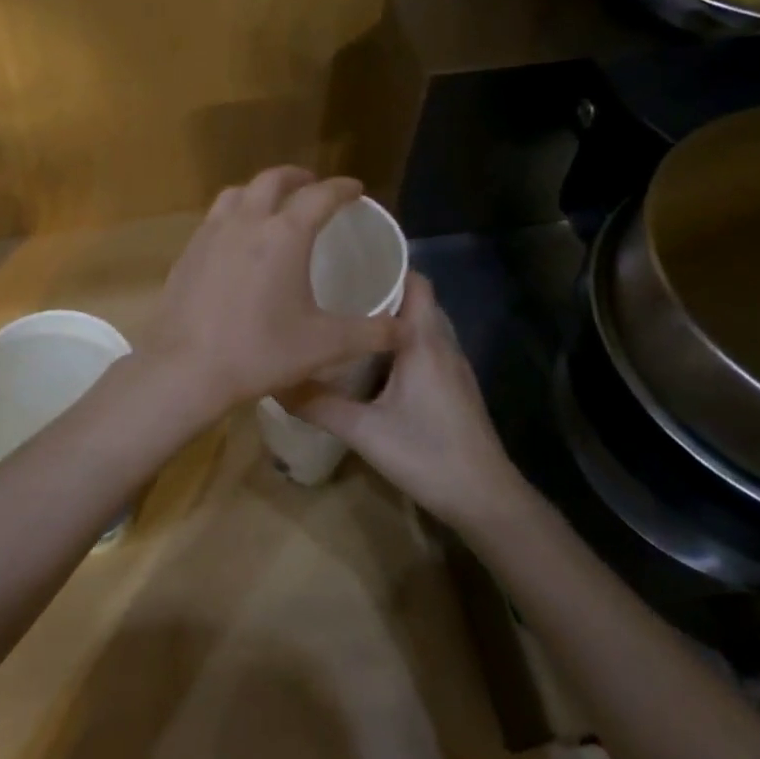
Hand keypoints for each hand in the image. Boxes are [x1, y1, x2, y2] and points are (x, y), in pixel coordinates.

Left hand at [138, 168, 402, 419]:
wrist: (186, 368)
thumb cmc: (260, 351)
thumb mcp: (324, 345)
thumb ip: (370, 333)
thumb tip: (404, 328)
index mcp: (285, 235)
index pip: (320, 196)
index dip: (342, 188)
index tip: (355, 189)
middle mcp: (246, 222)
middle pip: (273, 180)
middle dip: (298, 178)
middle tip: (312, 187)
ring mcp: (210, 234)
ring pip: (237, 193)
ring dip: (260, 191)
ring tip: (272, 206)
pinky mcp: (187, 253)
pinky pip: (214, 218)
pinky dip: (234, 215)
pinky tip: (236, 241)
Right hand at [296, 271, 524, 529]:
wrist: (485, 498)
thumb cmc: (427, 454)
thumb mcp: (364, 431)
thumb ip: (318, 405)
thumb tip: (274, 382)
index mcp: (424, 341)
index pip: (415, 281)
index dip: (386, 265)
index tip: (347, 259)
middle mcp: (443, 344)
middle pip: (417, 300)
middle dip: (381, 289)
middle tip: (336, 288)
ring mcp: (453, 367)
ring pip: (422, 325)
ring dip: (391, 317)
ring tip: (348, 318)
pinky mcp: (454, 388)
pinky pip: (426, 347)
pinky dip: (401, 341)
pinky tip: (372, 361)